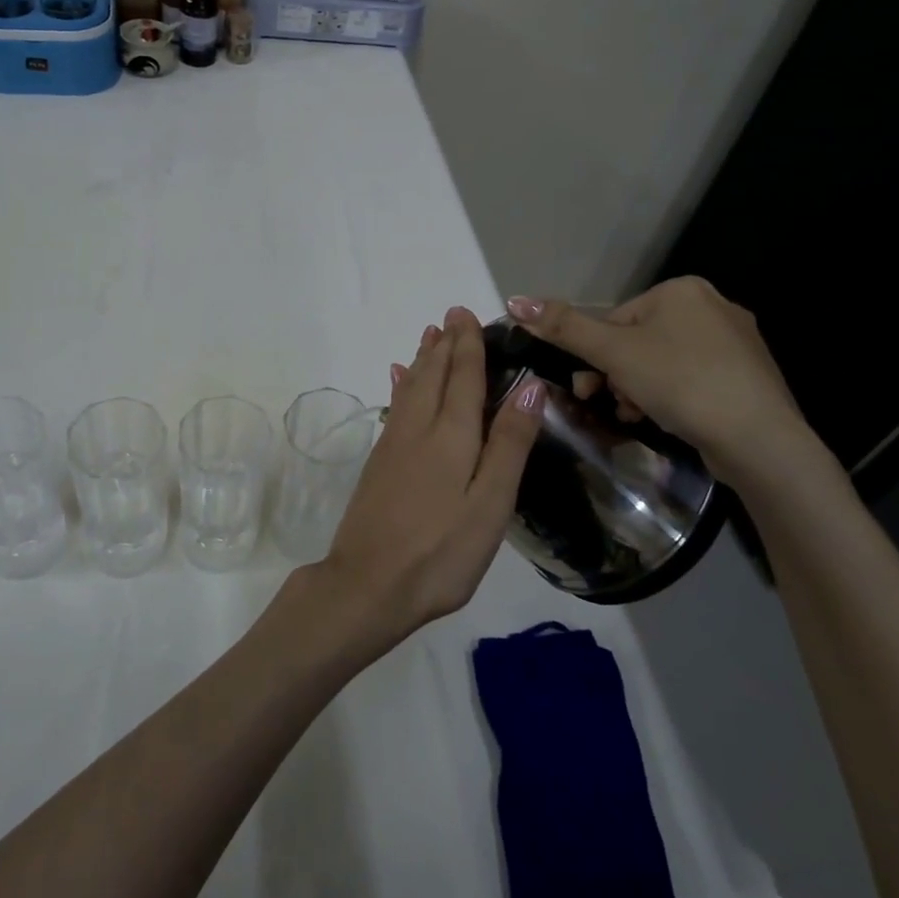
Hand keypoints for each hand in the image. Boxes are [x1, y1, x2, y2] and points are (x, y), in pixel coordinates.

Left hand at [316, 307, 544, 645]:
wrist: (368, 584)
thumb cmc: (441, 551)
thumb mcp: (490, 504)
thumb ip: (509, 444)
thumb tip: (530, 386)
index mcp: (451, 434)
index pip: (462, 376)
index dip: (467, 344)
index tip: (467, 314)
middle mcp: (418, 427)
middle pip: (432, 373)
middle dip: (445, 343)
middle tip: (452, 315)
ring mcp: (393, 443)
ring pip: (410, 386)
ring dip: (423, 358)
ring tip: (430, 335)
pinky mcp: (378, 461)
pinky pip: (395, 406)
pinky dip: (401, 384)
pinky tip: (398, 380)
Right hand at [505, 278, 813, 482]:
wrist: (759, 439)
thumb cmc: (681, 383)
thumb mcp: (613, 353)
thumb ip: (564, 327)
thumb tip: (514, 300)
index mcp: (681, 290)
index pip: (616, 319)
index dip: (596, 355)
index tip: (589, 388)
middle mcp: (713, 305)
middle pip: (638, 341)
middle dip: (617, 375)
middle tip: (609, 403)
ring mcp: (736, 342)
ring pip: (664, 362)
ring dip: (640, 389)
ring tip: (639, 416)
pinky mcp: (748, 376)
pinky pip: (693, 379)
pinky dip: (673, 397)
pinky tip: (670, 419)